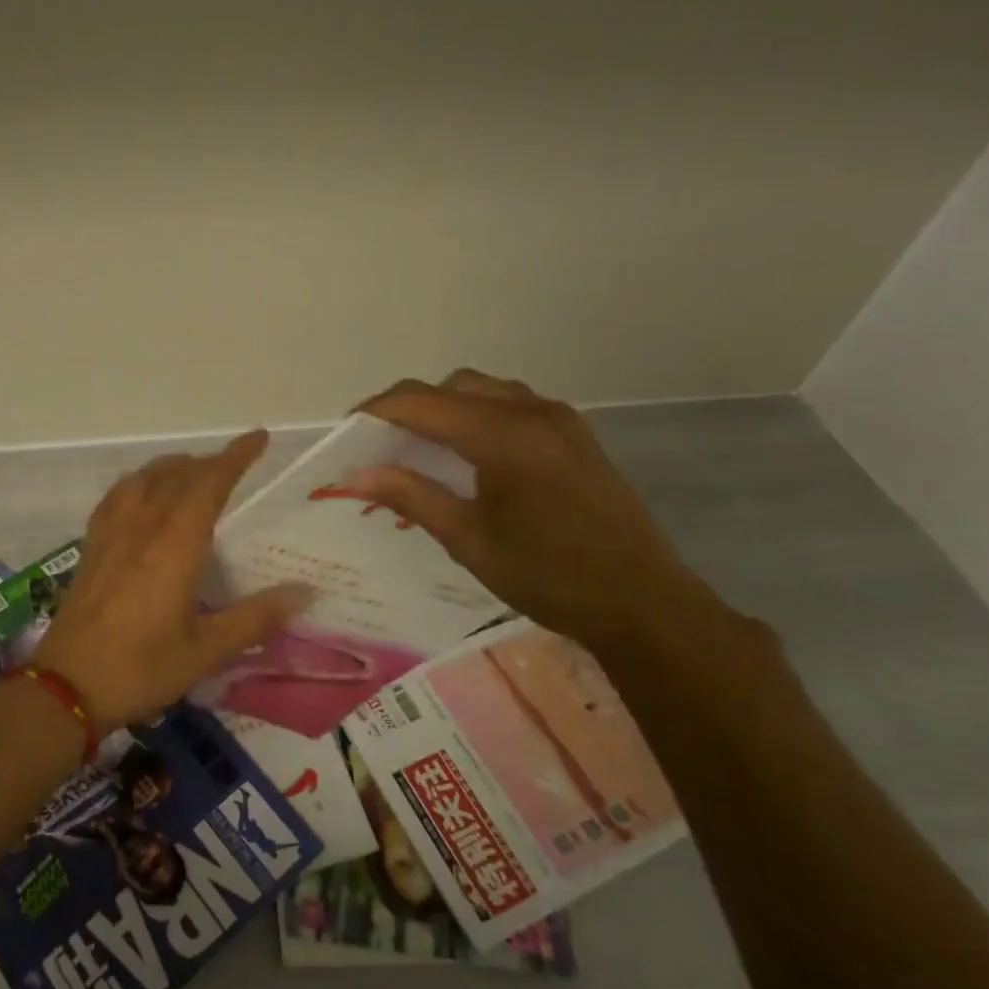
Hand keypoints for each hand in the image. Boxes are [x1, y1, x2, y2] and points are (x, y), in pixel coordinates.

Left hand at [34, 430, 310, 733]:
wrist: (65, 686)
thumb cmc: (141, 669)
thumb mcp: (206, 651)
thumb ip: (255, 618)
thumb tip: (304, 591)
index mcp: (175, 546)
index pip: (209, 484)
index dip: (235, 457)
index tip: (258, 438)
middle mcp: (143, 527)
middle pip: (177, 474)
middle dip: (209, 462)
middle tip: (235, 467)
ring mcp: (111, 533)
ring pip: (144, 478)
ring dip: (173, 467)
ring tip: (192, 473)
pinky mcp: (91, 546)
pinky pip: (117, 496)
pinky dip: (139, 482)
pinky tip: (142, 496)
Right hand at [350, 370, 721, 650]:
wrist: (642, 602)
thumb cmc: (547, 576)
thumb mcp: (468, 539)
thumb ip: (411, 496)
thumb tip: (357, 475)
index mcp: (502, 435)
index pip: (420, 402)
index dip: (376, 411)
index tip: (346, 432)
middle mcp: (530, 411)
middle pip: (451, 386)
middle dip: (408, 406)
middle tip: (380, 443)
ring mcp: (558, 418)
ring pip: (483, 390)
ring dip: (445, 407)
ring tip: (420, 446)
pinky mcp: (573, 433)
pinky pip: (511, 403)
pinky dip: (477, 414)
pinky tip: (468, 452)